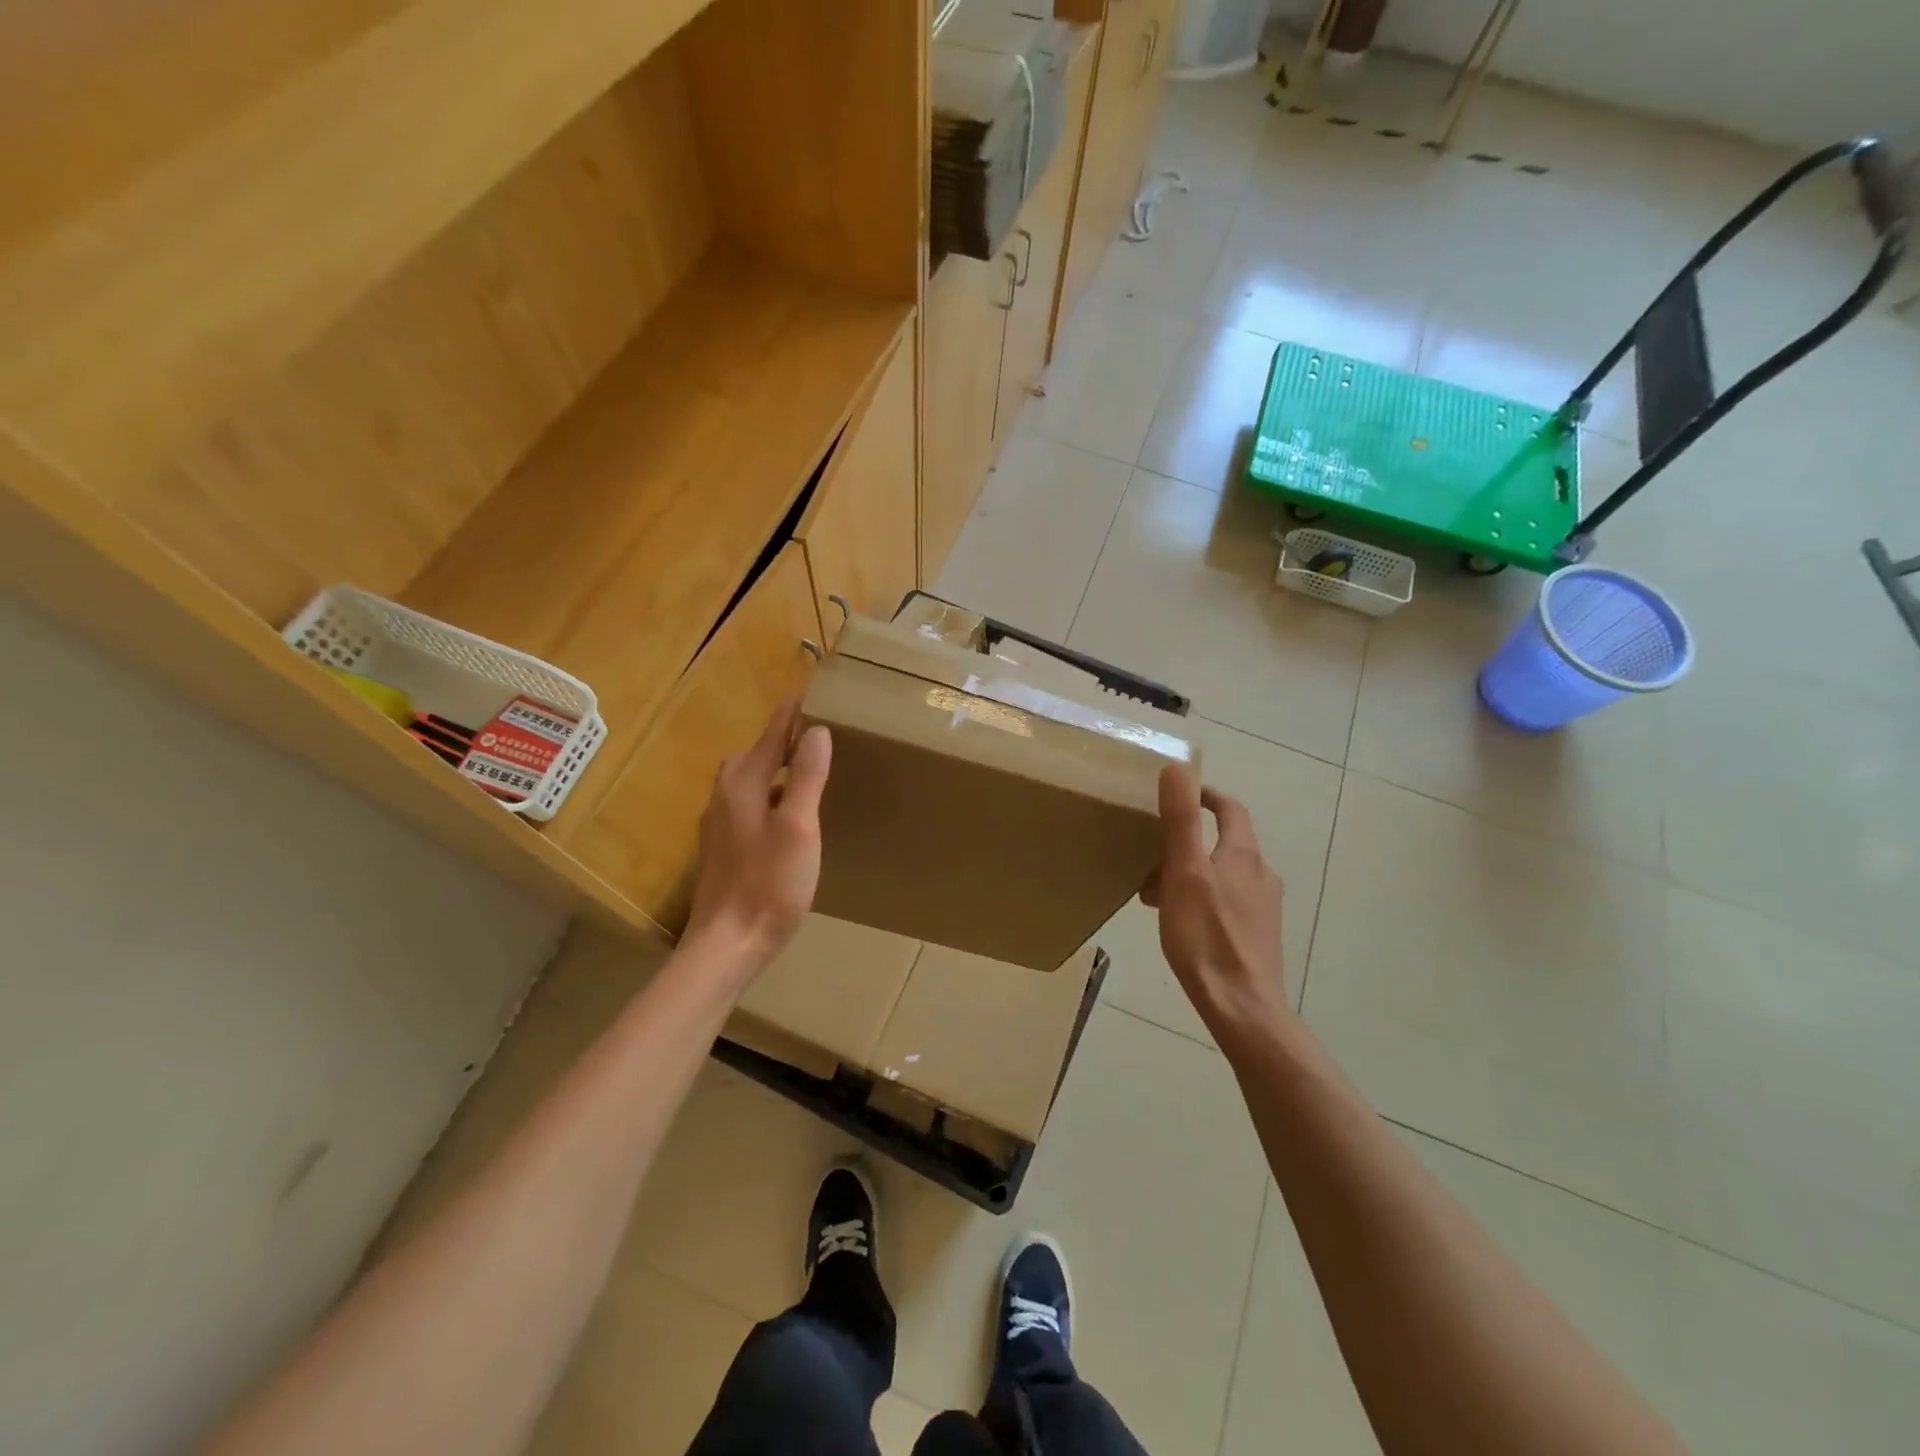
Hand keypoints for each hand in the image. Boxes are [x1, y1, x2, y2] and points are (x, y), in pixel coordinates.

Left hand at [684, 702, 831, 972]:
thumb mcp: (799, 827)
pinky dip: (769, 797)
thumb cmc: (769, 883)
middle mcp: (724, 795)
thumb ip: (807, 776)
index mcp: (743, 783)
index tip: (806, 694)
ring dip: (775, 771)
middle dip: (781, 742)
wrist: (727, 944)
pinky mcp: (721, 848)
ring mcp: (718, 824)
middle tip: (814, 736)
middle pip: (755, 756)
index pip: (770, 736)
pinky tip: (787, 818)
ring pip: (750, 783)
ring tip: (806, 773)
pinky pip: (748, 806)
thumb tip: (816, 730)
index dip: (790, 716)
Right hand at [1142, 763, 1290, 1040]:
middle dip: (1191, 838)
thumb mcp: (1184, 872)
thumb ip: (1181, 819)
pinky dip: (1202, 896)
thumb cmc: (1206, 936)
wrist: (1241, 1006)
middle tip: (1155, 849)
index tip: (1180, 793)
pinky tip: (1181, 921)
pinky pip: (1227, 901)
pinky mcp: (1258, 935)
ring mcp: (1264, 907)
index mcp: (1244, 854)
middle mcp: (1261, 874)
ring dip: (1194, 870)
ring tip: (1158, 889)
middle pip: (1226, 842)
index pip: (1230, 809)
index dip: (1206, 795)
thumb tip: (1177, 767)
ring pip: (1225, 874)